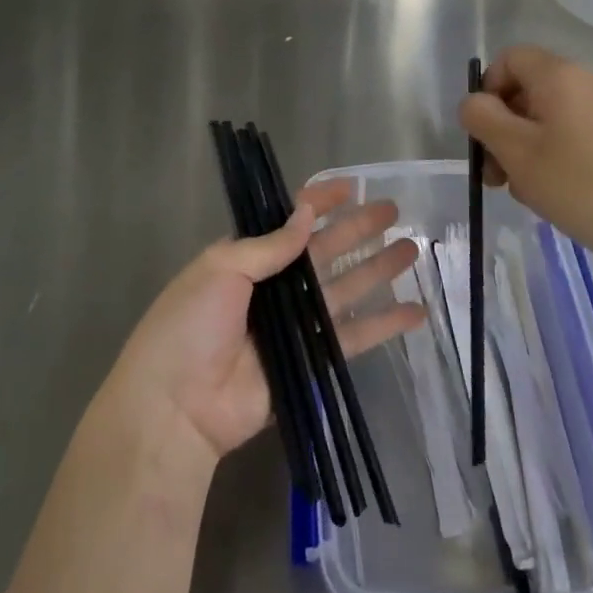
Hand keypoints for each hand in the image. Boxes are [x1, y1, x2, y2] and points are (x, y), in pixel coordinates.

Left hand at [104, 180, 425, 464]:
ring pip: (344, 288)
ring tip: (413, 249)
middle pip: (324, 251)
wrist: (177, 405)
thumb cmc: (191, 325)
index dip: (319, 203)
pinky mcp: (311, 362)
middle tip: (393, 210)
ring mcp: (294, 325)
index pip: (288, 223)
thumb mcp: (221, 270)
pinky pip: (353, 337)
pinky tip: (415, 311)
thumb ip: (269, 245)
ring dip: (377, 269)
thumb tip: (306, 212)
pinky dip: (384, 325)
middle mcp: (273, 287)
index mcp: (244, 259)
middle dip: (356, 230)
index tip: (351, 187)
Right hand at [459, 45, 592, 279]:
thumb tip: (474, 103)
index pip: (509, 58)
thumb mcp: (516, 151)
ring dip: (523, 148)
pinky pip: (571, 134)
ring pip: (546, 117)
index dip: (487, 89)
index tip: (485, 132)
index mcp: (560, 76)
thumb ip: (482, 118)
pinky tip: (553, 193)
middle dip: (501, 128)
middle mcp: (586, 83)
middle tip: (495, 174)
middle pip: (526, 90)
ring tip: (524, 190)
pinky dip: (552, 157)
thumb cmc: (581, 185)